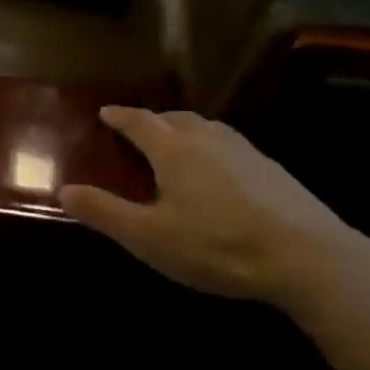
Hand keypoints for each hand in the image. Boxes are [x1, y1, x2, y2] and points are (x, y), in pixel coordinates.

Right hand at [59, 107, 369, 315]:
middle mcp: (210, 139)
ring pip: (207, 129)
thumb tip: (64, 190)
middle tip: (138, 130)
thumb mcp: (148, 236)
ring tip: (175, 146)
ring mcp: (246, 151)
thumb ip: (104, 212)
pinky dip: (211, 149)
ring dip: (185, 130)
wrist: (304, 256)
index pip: (140, 122)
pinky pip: (230, 146)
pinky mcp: (272, 170)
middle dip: (153, 120)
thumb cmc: (215, 245)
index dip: (120, 116)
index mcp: (175, 149)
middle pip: (176, 118)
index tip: (104, 112)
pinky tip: (218, 174)